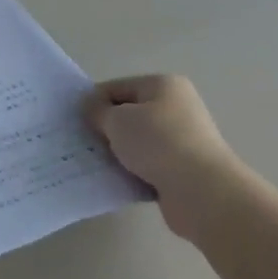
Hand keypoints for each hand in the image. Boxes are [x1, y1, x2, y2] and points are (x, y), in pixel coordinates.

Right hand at [83, 75, 233, 198]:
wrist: (202, 192)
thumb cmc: (157, 143)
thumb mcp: (117, 120)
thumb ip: (97, 111)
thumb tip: (91, 109)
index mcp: (163, 86)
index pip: (117, 87)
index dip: (93, 103)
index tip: (75, 123)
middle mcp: (176, 107)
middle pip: (128, 114)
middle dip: (105, 129)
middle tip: (83, 144)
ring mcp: (182, 139)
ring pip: (136, 142)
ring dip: (118, 152)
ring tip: (96, 164)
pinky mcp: (182, 169)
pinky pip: (147, 165)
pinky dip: (131, 171)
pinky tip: (116, 180)